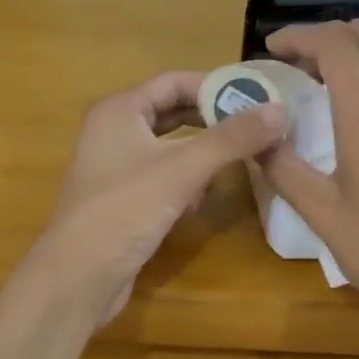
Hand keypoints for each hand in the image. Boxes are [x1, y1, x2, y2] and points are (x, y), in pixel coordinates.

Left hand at [30, 72, 287, 323]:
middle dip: (213, 122)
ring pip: (170, 149)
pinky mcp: (122, 199)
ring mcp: (116, 167)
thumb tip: (279, 111)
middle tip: (257, 129)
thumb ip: (231, 139)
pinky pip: (162, 178)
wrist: (78, 276)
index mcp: (120, 110)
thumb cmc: (125, 210)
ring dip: (201, 156)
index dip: (215, 86)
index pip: (174, 82)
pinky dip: (184, 184)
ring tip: (235, 164)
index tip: (256, 97)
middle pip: (173, 114)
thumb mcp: (183, 170)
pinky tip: (198, 204)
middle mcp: (114, 131)